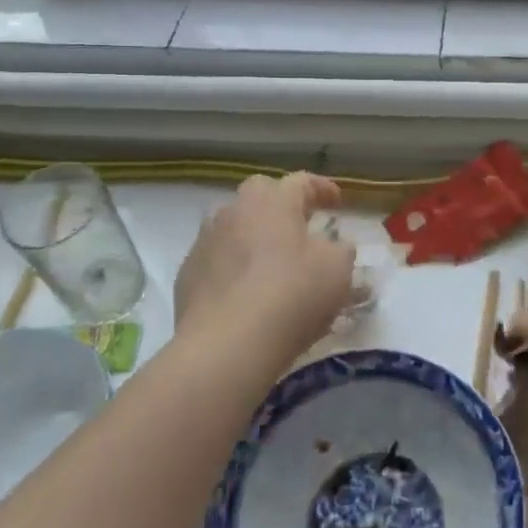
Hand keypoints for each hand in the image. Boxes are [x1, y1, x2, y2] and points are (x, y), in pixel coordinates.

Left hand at [172, 173, 356, 367]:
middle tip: (299, 228)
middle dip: (281, 205)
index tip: (337, 204)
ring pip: (234, 225)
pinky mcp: (187, 273)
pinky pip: (217, 258)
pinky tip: (244, 292)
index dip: (322, 190)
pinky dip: (232, 266)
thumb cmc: (292, 296)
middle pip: (261, 193)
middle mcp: (235, 210)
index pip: (302, 181)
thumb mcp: (337, 270)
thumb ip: (340, 250)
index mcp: (274, 200)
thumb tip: (334, 246)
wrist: (226, 345)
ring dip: (253, 235)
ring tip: (270, 262)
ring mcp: (206, 240)